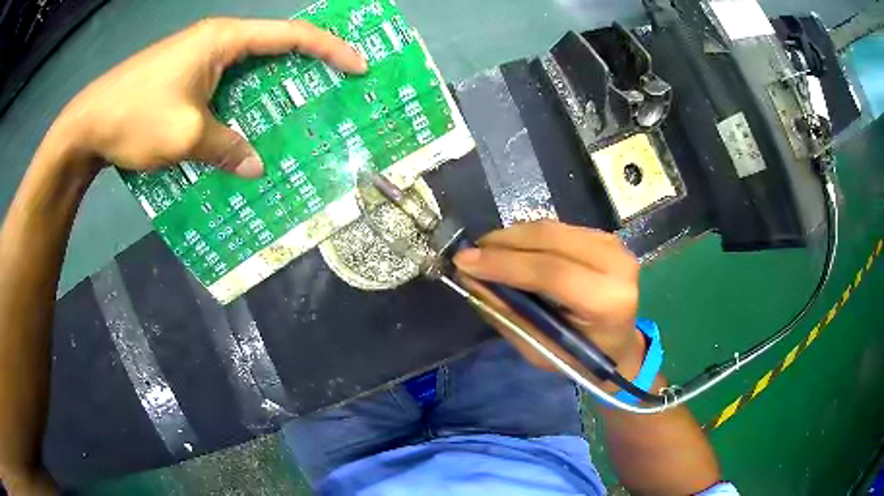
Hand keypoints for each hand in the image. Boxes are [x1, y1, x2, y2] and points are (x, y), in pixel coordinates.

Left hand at [48, 18, 366, 177]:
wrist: (87, 124)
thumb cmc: (135, 117)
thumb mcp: (185, 136)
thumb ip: (226, 147)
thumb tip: (255, 166)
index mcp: (222, 39)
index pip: (289, 36)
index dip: (329, 49)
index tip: (358, 66)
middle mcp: (214, 40)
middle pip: (271, 47)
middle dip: (304, 66)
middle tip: (330, 90)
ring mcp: (195, 57)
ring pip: (245, 67)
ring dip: (269, 88)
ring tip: (292, 112)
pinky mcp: (180, 75)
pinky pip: (222, 83)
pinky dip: (240, 101)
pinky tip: (242, 124)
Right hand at [454, 220, 644, 389]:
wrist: (619, 345)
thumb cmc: (581, 358)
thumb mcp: (541, 349)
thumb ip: (508, 315)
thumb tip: (471, 280)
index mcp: (609, 302)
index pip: (552, 272)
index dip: (504, 264)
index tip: (463, 262)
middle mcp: (617, 265)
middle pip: (551, 240)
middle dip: (503, 243)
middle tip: (469, 253)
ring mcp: (614, 245)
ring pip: (552, 228)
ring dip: (513, 237)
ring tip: (485, 251)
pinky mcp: (605, 236)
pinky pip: (558, 229)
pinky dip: (529, 237)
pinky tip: (511, 248)